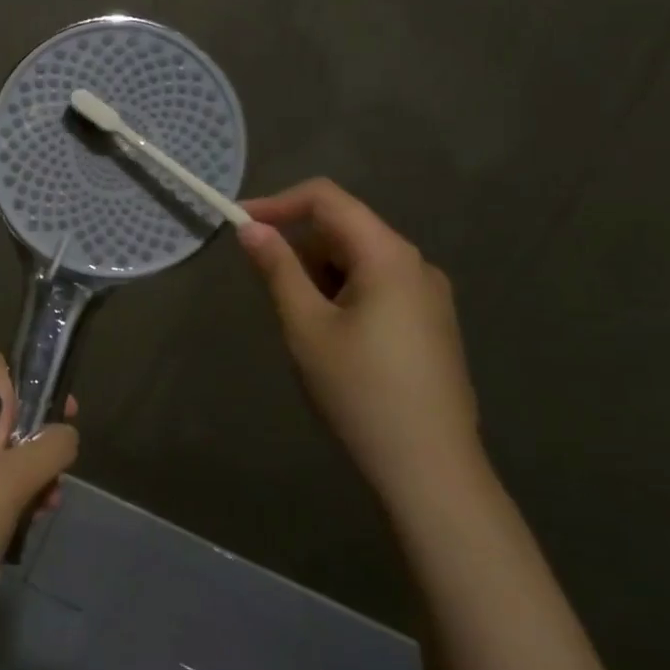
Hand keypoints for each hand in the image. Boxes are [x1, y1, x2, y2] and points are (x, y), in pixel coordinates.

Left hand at [0, 352, 78, 630]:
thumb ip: (50, 448)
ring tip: (47, 503)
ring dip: (21, 468)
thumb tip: (68, 433)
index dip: (18, 400)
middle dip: (26, 440)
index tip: (29, 441)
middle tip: (50, 472)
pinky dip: (1, 485)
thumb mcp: (11, 483)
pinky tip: (29, 515)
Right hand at [238, 179, 481, 506]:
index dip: (278, 203)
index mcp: (389, 255)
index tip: (239, 225)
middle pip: (344, 228)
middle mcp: (415, 264)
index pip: (327, 199)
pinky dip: (342, 294)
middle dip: (299, 248)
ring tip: (303, 326)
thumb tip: (251, 228)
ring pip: (358, 260)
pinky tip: (333, 340)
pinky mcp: (430, 323)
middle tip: (269, 291)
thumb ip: (278, 269)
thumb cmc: (360, 391)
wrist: (431, 470)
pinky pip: (376, 286)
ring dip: (319, 275)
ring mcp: (428, 295)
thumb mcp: (306, 326)